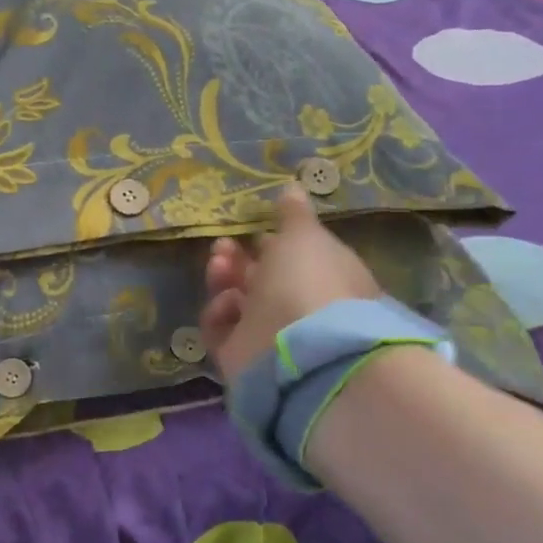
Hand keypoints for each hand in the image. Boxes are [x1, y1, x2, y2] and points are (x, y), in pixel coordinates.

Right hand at [199, 185, 380, 380]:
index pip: (294, 258)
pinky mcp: (240, 355)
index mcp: (324, 278)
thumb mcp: (304, 235)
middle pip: (260, 279)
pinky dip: (218, 313)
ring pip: (236, 301)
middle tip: (222, 246)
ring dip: (223, 280)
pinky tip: (226, 304)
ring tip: (218, 266)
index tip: (253, 229)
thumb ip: (293, 214)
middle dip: (238, 259)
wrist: (298, 349)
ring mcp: (268, 333)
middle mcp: (297, 308)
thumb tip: (294, 187)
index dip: (272, 243)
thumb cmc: (309, 281)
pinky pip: (220, 328)